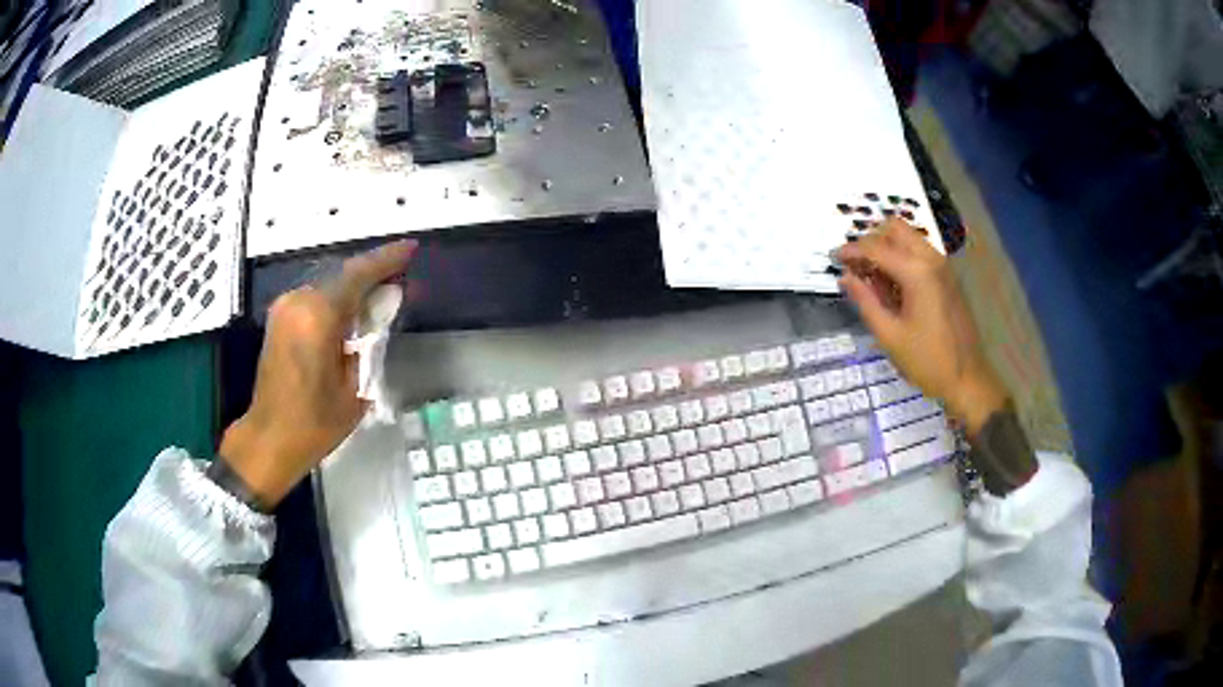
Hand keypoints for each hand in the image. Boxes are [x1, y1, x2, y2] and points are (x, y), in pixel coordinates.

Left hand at [219, 241, 416, 507]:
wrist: (269, 438)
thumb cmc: (315, 422)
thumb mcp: (356, 387)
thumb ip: (369, 341)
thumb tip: (381, 311)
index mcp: (319, 315)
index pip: (358, 274)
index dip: (387, 259)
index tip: (411, 248)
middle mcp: (299, 301)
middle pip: (342, 275)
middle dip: (372, 274)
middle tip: (399, 279)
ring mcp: (285, 308)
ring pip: (328, 285)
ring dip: (353, 288)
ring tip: (379, 298)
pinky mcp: (279, 319)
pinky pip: (314, 298)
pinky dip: (336, 300)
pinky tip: (351, 313)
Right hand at [836, 220, 1006, 434]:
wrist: (967, 378)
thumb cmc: (927, 361)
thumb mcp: (889, 335)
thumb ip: (865, 301)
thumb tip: (845, 277)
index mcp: (916, 272)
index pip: (876, 248)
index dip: (851, 250)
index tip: (832, 257)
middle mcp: (931, 259)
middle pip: (894, 229)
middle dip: (871, 241)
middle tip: (855, 265)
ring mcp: (942, 266)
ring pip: (908, 238)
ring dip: (886, 248)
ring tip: (871, 278)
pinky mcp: (947, 276)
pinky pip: (919, 253)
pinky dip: (901, 258)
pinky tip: (892, 286)